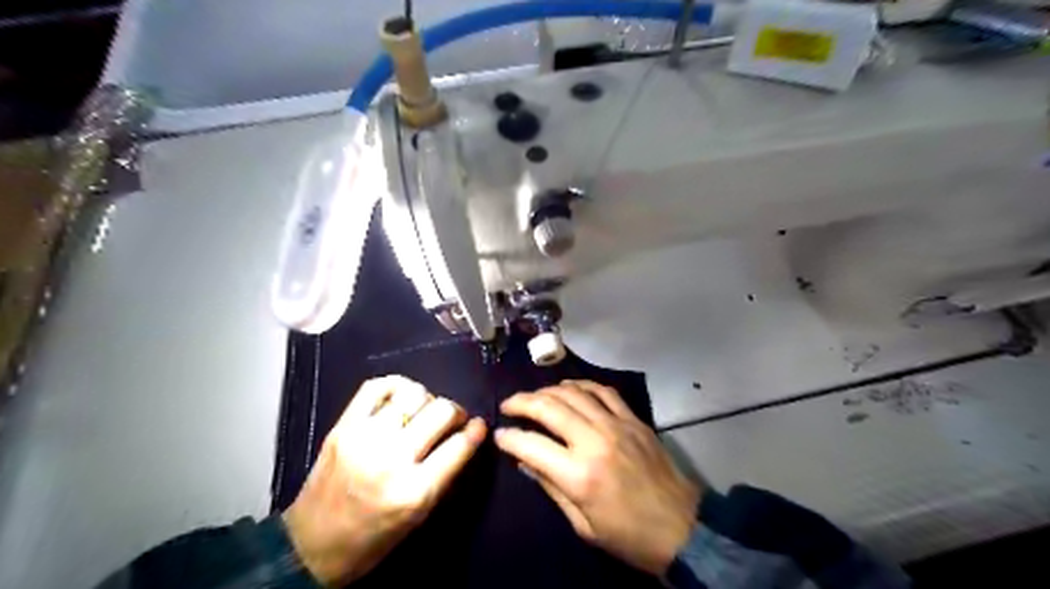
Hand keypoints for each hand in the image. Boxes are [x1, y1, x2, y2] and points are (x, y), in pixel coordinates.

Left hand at [286, 378, 485, 584]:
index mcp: (414, 491)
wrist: (309, 547)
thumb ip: (444, 474)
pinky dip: (396, 385)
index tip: (478, 425)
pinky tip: (401, 397)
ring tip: (423, 410)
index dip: (475, 430)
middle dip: (455, 411)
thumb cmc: (373, 539)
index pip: (459, 445)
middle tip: (452, 419)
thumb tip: (465, 437)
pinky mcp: (342, 427)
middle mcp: (391, 459)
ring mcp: (363, 438)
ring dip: (427, 399)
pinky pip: (376, 387)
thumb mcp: (418, 517)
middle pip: (441, 411)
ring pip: (413, 394)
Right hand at [498, 380, 700, 577]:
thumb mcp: (583, 525)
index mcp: (579, 475)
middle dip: (521, 402)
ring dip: (548, 390)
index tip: (498, 435)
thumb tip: (525, 460)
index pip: (531, 444)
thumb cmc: (628, 535)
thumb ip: (551, 487)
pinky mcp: (634, 419)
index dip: (509, 437)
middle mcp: (595, 441)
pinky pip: (603, 391)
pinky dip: (582, 385)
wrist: (682, 528)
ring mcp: (617, 425)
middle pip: (549, 407)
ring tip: (534, 396)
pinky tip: (569, 387)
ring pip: (574, 393)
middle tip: (508, 405)